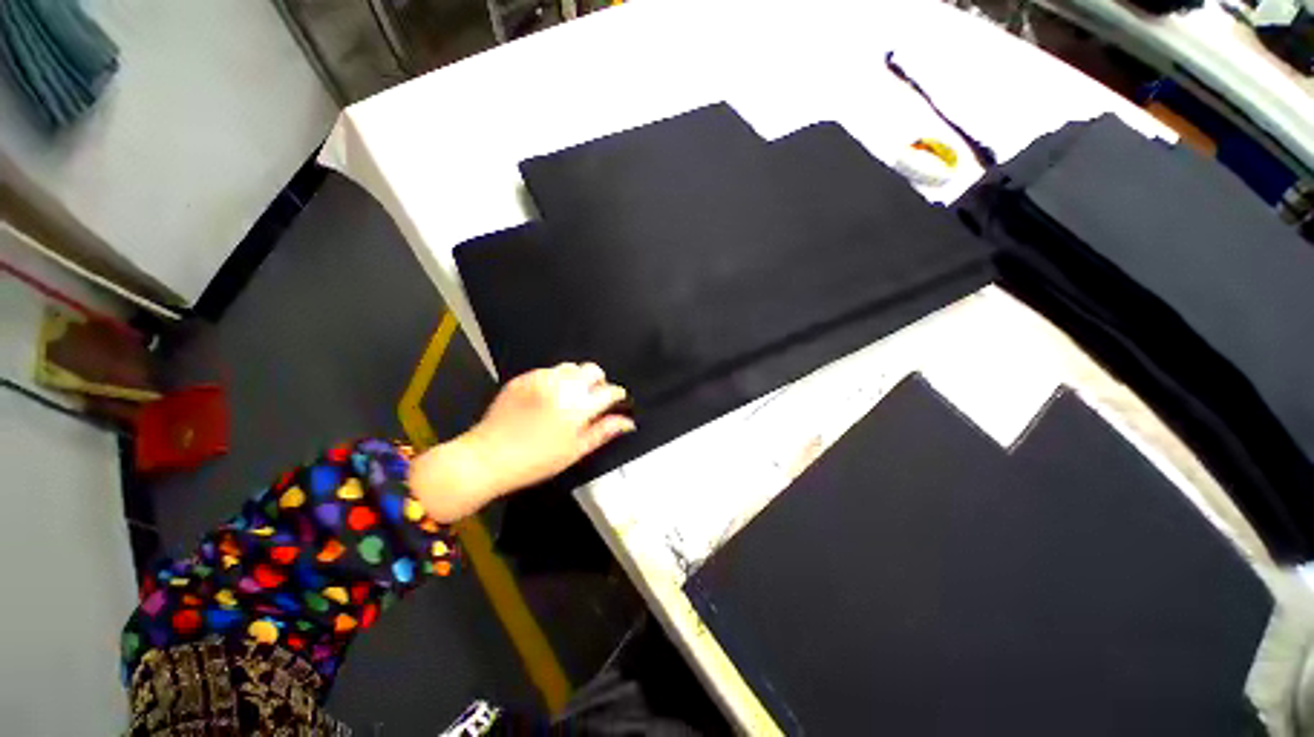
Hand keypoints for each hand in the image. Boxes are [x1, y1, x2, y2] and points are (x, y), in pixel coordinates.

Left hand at [408, 362, 634, 521]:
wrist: (487, 457)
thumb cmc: (535, 461)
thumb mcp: (576, 450)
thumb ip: (604, 431)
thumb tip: (628, 422)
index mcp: (578, 407)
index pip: (609, 391)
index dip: (617, 396)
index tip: (617, 401)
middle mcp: (562, 386)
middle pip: (592, 370)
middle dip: (599, 382)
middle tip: (594, 400)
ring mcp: (541, 379)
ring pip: (571, 367)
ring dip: (577, 379)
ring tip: (570, 398)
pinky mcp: (524, 377)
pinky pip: (548, 370)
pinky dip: (556, 380)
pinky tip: (549, 398)